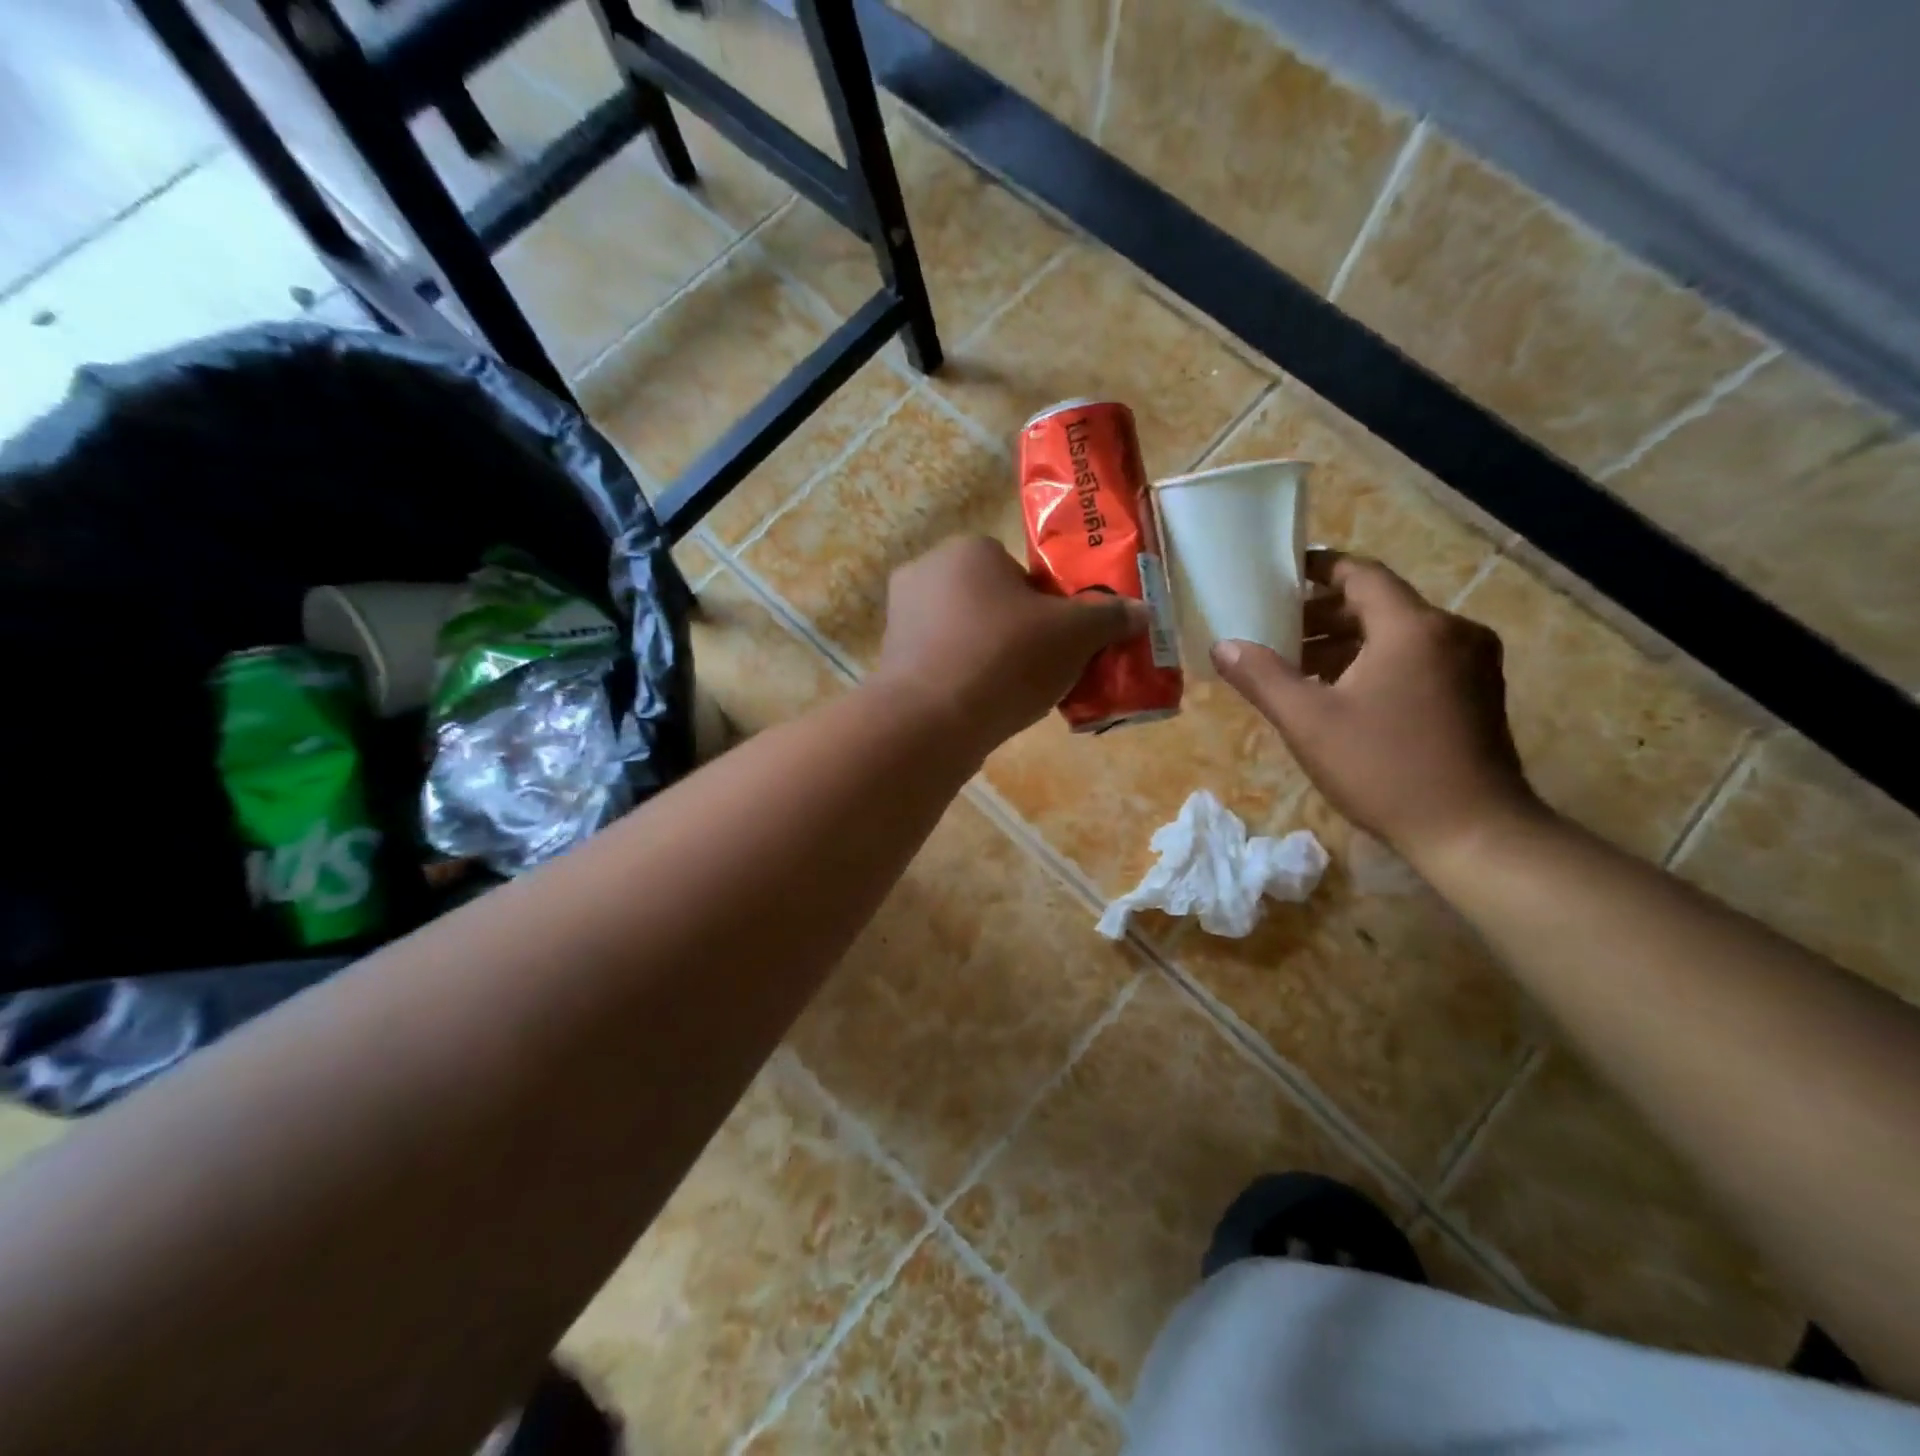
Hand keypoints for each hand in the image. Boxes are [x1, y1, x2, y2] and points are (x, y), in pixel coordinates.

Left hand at [873, 536, 1147, 754]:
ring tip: (1016, 693)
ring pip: (966, 634)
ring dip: (991, 657)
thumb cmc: (1005, 657)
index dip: (1045, 604)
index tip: (1059, 637)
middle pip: (991, 601)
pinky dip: (964, 680)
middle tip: (1043, 666)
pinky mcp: (891, 661)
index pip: (1017, 569)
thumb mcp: (1074, 635)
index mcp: (968, 550)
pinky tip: (983, 708)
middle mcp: (926, 573)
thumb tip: (1142, 612)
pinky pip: (942, 663)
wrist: (930, 721)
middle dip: (1018, 631)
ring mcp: (901, 619)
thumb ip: (1109, 618)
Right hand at [1211, 551, 1543, 867]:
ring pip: (1399, 634)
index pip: (1361, 574)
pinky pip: (1419, 658)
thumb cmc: (1384, 768)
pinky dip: (1377, 662)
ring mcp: (1472, 663)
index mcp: (1413, 627)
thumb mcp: (1308, 722)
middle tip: (1277, 630)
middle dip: (1325, 614)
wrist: (1473, 832)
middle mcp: (1451, 631)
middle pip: (1379, 604)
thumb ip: (1262, 677)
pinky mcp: (1478, 693)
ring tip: (1300, 667)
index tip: (1282, 573)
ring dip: (1349, 642)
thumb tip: (1223, 646)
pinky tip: (1344, 694)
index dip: (1319, 568)